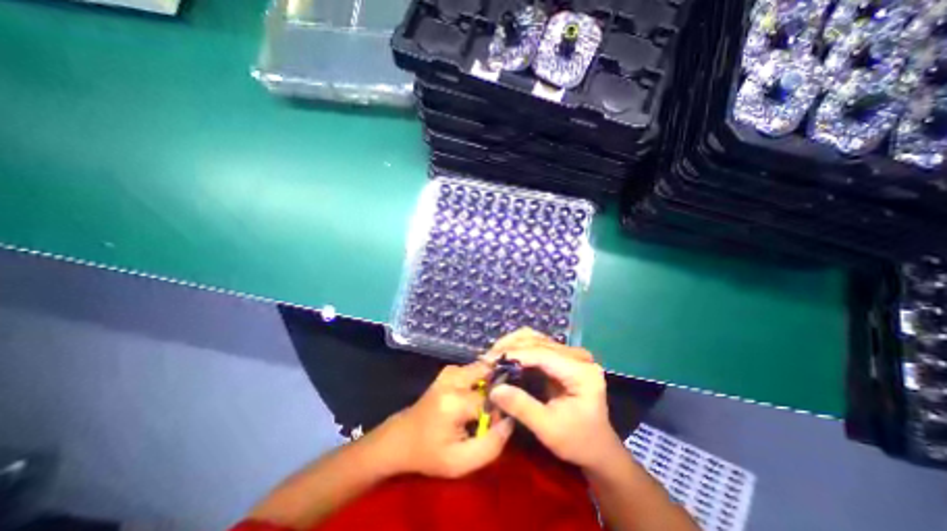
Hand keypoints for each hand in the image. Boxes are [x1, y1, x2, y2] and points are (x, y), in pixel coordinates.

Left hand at [379, 362, 513, 476]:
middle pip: (488, 372)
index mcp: (454, 401)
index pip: (492, 398)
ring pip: (482, 368)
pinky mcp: (448, 371)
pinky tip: (475, 396)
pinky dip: (481, 379)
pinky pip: (474, 369)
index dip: (499, 411)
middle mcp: (453, 379)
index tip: (494, 425)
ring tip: (484, 404)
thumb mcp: (461, 462)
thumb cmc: (430, 453)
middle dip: (497, 388)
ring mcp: (449, 371)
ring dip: (489, 383)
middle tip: (496, 407)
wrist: (401, 438)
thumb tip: (510, 420)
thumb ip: (492, 445)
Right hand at [489, 329, 621, 470]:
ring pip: (534, 337)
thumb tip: (494, 389)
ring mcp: (570, 354)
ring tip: (493, 357)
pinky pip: (536, 344)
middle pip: (537, 340)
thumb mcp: (549, 429)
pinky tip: (505, 357)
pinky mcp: (562, 357)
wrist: (597, 446)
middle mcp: (577, 356)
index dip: (514, 354)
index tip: (489, 361)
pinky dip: (518, 349)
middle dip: (510, 347)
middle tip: (487, 360)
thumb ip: (522, 407)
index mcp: (581, 372)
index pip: (543, 354)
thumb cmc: (578, 441)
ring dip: (512, 344)